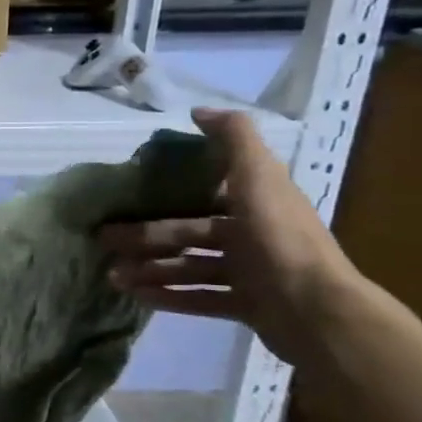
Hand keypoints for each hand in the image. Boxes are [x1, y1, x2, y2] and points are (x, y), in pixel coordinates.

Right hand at [98, 108, 365, 365]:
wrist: (316, 310)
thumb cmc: (279, 237)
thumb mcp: (258, 176)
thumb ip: (233, 138)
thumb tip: (199, 111)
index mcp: (256, 202)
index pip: (204, 193)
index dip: (168, 193)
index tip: (129, 196)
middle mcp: (252, 234)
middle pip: (188, 233)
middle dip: (145, 237)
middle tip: (105, 240)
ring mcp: (250, 273)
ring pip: (189, 267)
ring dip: (150, 269)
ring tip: (114, 277)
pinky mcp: (246, 306)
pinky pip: (199, 298)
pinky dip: (169, 296)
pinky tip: (137, 296)